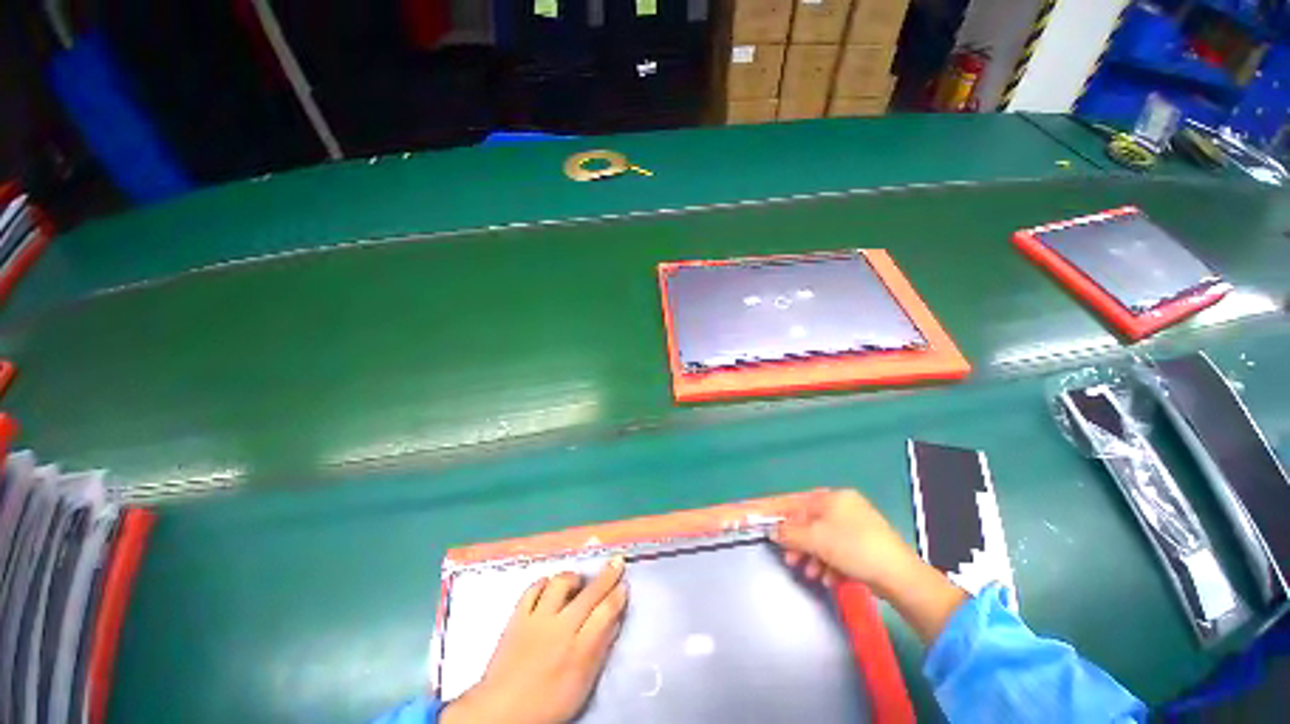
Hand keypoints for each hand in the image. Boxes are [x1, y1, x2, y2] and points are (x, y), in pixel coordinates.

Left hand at [442, 558, 628, 723]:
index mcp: (579, 649)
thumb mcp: (582, 684)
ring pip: (560, 583)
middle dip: (607, 575)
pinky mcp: (517, 617)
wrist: (501, 712)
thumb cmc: (548, 704)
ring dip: (573, 578)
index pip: (606, 612)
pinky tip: (549, 585)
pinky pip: (532, 589)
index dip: (618, 596)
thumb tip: (614, 621)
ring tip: (578, 582)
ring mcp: (537, 619)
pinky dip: (544, 583)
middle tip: (617, 562)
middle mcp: (560, 627)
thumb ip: (599, 649)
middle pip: (590, 594)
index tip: (625, 584)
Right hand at [777, 489, 967, 643]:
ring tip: (811, 573)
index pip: (798, 503)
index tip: (767, 528)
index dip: (781, 516)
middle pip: (810, 523)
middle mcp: (845, 507)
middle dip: (799, 543)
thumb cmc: (853, 548)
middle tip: (790, 560)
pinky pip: (838, 550)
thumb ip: (790, 533)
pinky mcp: (866, 546)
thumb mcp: (816, 539)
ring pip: (824, 539)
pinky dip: (830, 563)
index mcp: (833, 498)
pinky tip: (829, 578)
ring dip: (813, 556)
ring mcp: (857, 527)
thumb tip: (773, 530)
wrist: (900, 577)